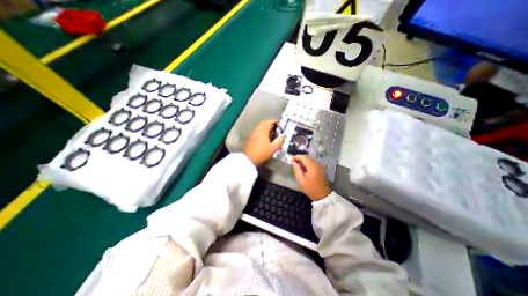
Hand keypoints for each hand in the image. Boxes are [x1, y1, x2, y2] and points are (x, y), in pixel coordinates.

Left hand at [245, 121, 284, 165]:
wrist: (249, 159)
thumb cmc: (261, 153)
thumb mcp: (273, 148)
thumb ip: (280, 140)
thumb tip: (283, 136)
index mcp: (263, 129)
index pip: (270, 121)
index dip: (276, 122)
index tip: (280, 125)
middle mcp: (257, 129)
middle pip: (265, 123)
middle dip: (272, 124)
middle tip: (277, 129)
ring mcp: (253, 133)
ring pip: (261, 126)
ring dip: (267, 128)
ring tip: (272, 134)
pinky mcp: (251, 137)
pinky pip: (258, 131)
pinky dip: (263, 132)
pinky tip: (266, 138)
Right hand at [292, 155, 328, 201]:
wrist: (323, 196)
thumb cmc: (310, 189)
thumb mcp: (301, 180)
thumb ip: (297, 170)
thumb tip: (293, 162)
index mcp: (312, 167)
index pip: (304, 157)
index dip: (297, 156)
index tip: (291, 158)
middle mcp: (317, 164)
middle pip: (308, 157)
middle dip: (300, 158)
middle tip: (293, 161)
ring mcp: (320, 166)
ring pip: (311, 159)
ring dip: (304, 160)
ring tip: (297, 164)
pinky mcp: (321, 169)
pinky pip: (313, 163)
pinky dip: (308, 163)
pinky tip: (304, 167)